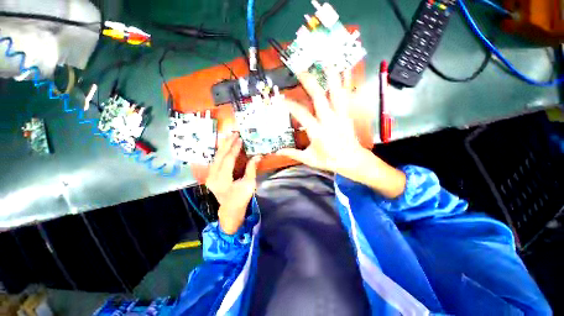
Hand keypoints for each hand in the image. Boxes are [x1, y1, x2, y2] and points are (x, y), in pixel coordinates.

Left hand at [206, 133, 260, 233]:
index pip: (228, 160)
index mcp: (223, 180)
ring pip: (216, 157)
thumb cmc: (241, 198)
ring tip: (229, 136)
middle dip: (227, 143)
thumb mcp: (249, 184)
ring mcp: (210, 176)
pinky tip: (225, 146)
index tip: (240, 139)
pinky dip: (221, 153)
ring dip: (223, 146)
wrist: (230, 210)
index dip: (235, 149)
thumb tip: (258, 156)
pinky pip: (215, 161)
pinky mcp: (210, 176)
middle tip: (234, 133)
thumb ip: (251, 169)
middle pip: (220, 156)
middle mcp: (213, 177)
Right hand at [277, 71, 405, 198]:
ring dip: (331, 76)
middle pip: (319, 97)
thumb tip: (277, 151)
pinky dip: (346, 82)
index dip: (290, 105)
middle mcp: (329, 120)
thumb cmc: (329, 161)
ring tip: (325, 60)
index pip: (301, 114)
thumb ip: (293, 153)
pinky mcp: (347, 114)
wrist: (352, 161)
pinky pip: (346, 95)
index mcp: (318, 132)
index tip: (281, 98)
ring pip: (336, 92)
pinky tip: (345, 69)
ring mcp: (340, 115)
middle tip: (300, 69)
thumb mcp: (309, 159)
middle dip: (309, 82)